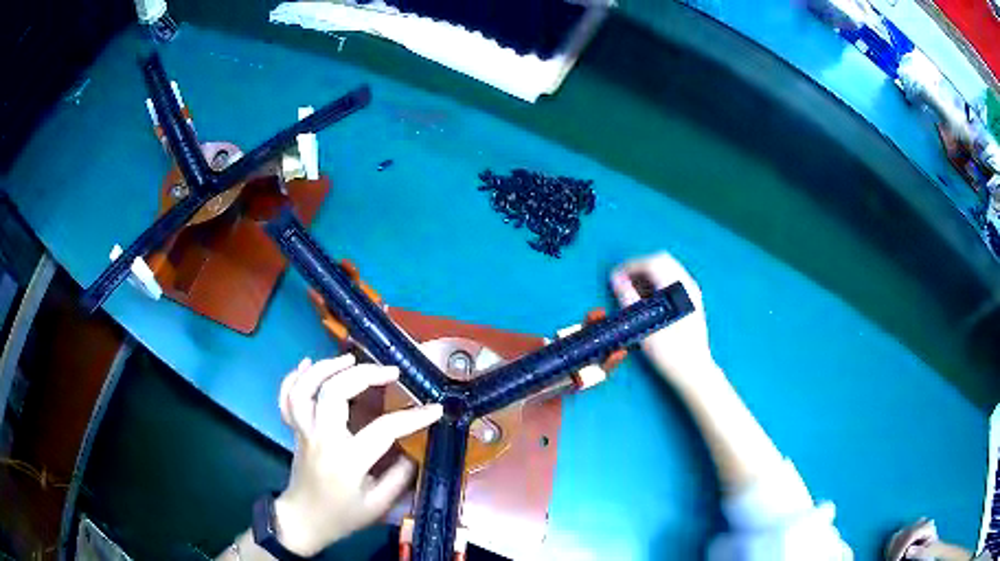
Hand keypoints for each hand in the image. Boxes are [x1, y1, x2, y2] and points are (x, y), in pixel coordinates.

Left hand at [274, 354, 442, 555]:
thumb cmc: (341, 516)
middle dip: (364, 374)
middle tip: (390, 371)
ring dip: (326, 367)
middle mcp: (322, 438)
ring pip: (305, 389)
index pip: (383, 429)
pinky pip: (286, 398)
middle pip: (334, 392)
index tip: (436, 408)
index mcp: (347, 460)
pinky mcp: (294, 430)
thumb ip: (399, 478)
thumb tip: (413, 452)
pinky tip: (309, 364)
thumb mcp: (377, 506)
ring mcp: (304, 431)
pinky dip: (294, 377)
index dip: (413, 417)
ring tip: (350, 358)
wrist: (303, 520)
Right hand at [610, 252, 715, 385]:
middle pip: (661, 261)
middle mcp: (687, 285)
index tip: (614, 277)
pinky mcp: (693, 302)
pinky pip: (674, 282)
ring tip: (632, 293)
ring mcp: (692, 293)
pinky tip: (648, 302)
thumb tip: (616, 279)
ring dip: (649, 276)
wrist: (693, 370)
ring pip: (668, 270)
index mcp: (677, 287)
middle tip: (623, 282)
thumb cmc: (669, 350)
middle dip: (640, 268)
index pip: (651, 263)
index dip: (630, 267)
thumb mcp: (644, 324)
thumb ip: (628, 297)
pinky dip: (658, 284)